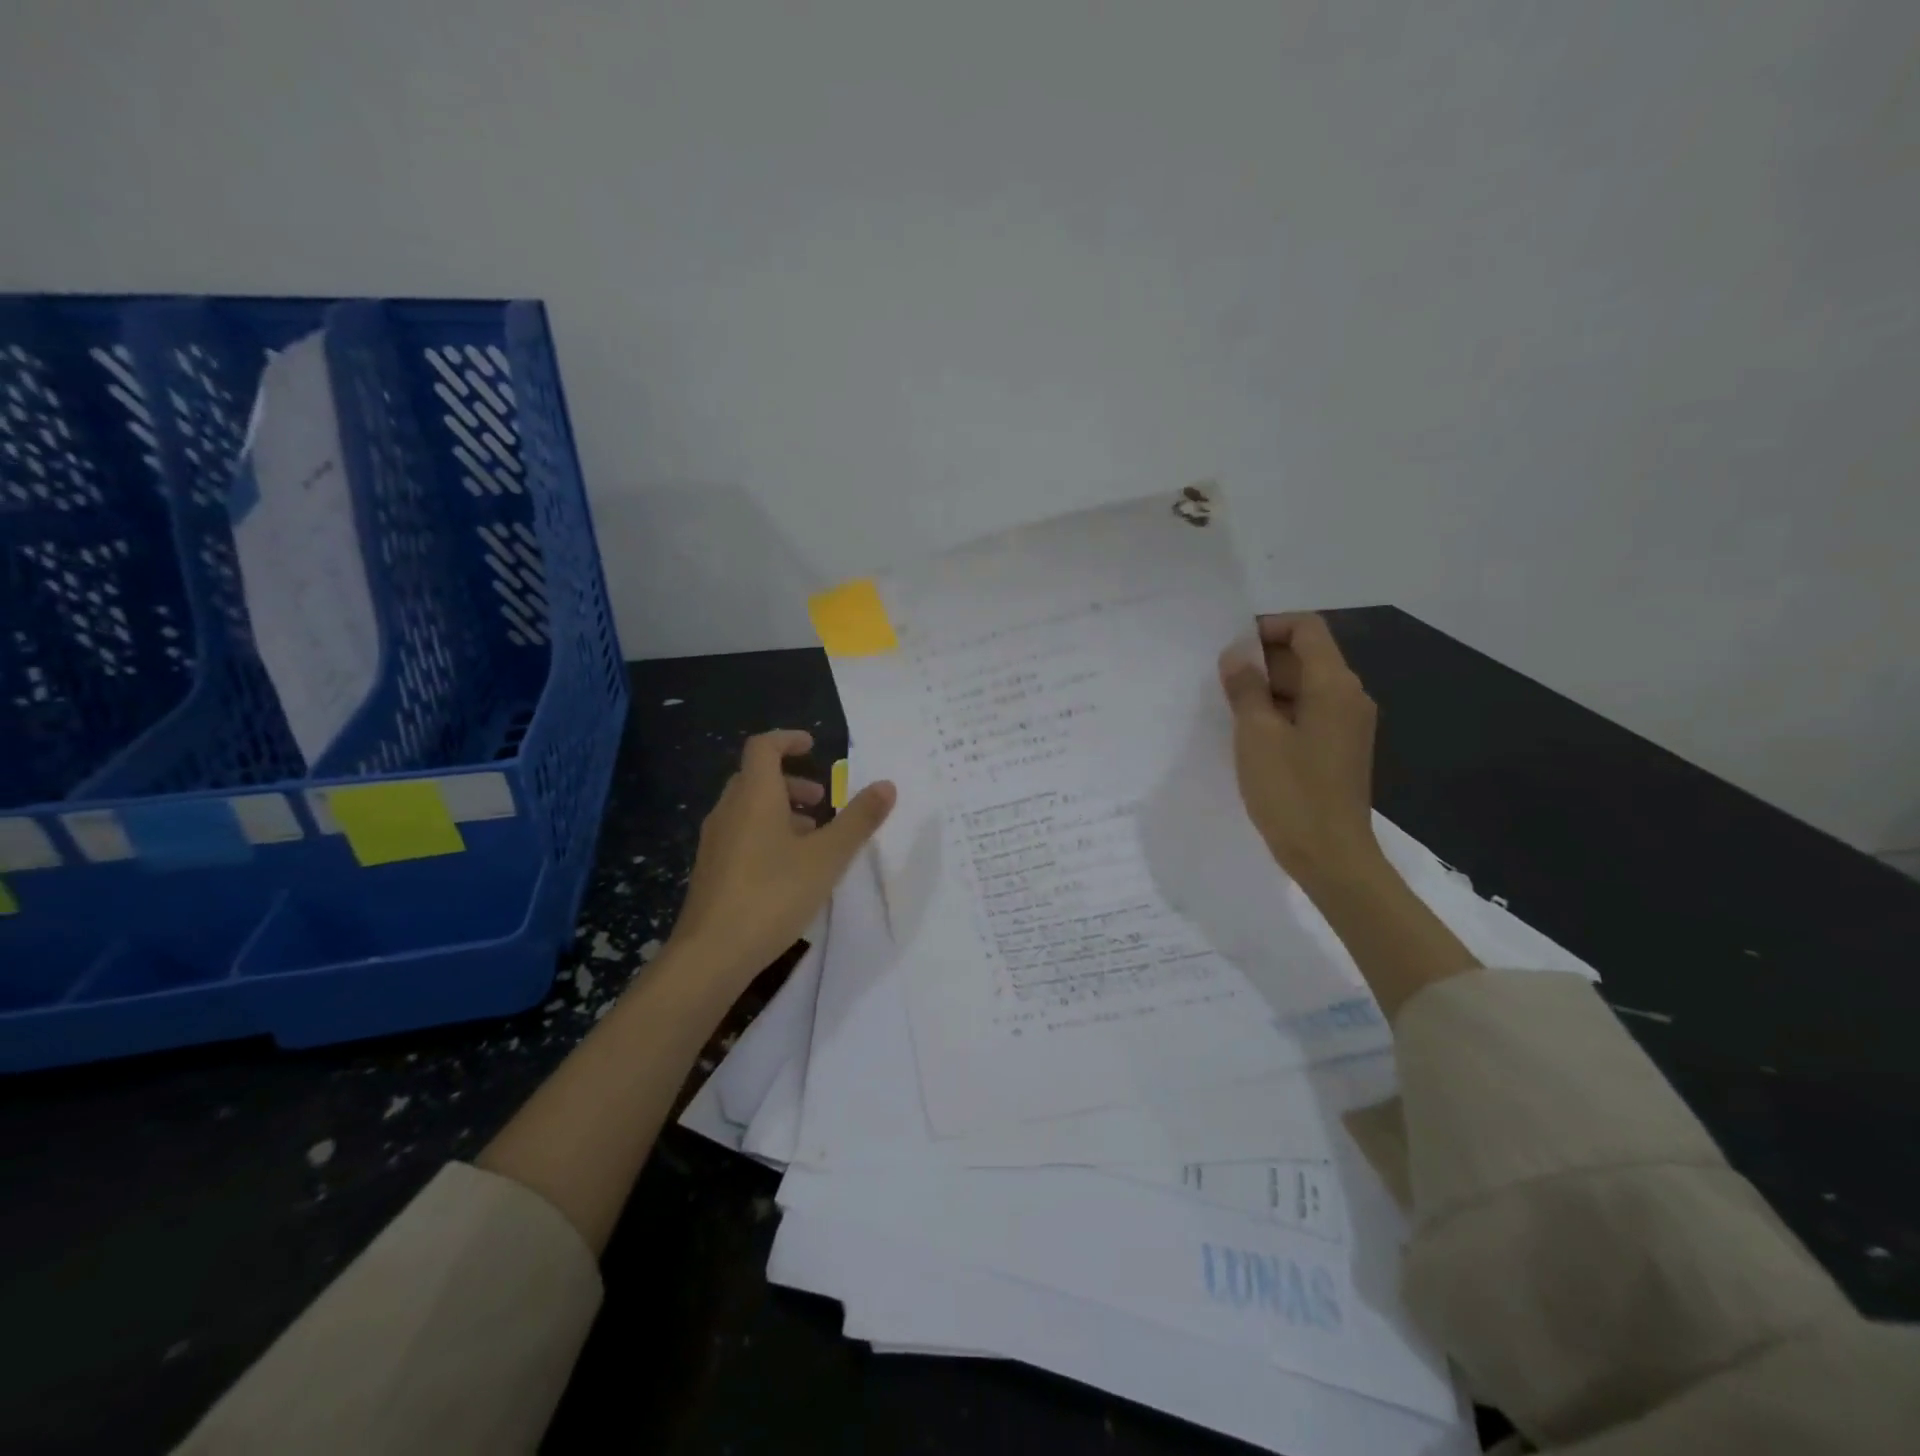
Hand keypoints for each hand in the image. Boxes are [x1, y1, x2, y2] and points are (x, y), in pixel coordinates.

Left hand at [671, 729, 896, 988]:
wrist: (711, 954)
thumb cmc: (773, 894)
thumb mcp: (827, 857)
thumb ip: (858, 820)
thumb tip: (886, 784)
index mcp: (754, 796)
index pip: (763, 747)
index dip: (788, 739)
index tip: (813, 745)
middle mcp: (729, 811)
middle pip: (756, 778)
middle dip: (791, 781)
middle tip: (823, 800)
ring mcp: (715, 842)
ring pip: (748, 809)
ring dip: (781, 811)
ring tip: (813, 837)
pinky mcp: (711, 871)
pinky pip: (741, 835)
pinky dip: (767, 834)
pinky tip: (788, 869)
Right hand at [1218, 613, 1383, 893]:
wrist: (1331, 855)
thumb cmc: (1291, 791)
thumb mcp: (1256, 735)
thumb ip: (1245, 688)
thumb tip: (1237, 655)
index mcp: (1335, 685)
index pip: (1307, 628)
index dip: (1268, 627)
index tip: (1231, 648)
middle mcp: (1350, 696)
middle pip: (1307, 655)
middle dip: (1264, 659)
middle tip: (1222, 679)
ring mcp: (1349, 724)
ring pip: (1306, 685)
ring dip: (1269, 687)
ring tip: (1230, 706)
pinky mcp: (1340, 748)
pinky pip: (1310, 712)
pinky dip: (1281, 710)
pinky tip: (1251, 733)